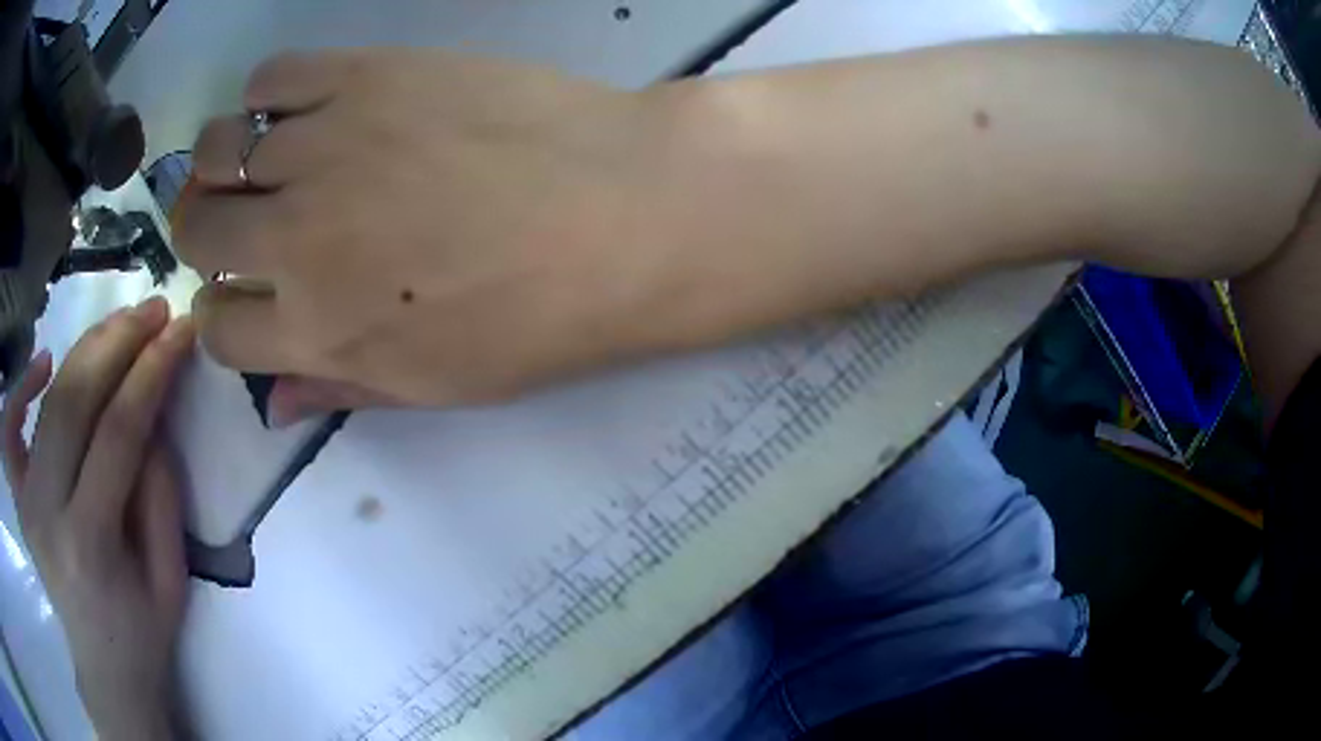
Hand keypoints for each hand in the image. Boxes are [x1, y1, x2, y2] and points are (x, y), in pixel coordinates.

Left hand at [2, 298, 194, 740]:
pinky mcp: (18, 499)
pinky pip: (9, 429)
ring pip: (46, 402)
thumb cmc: (142, 633)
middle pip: (74, 402)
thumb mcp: (170, 577)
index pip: (118, 432)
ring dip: (82, 349)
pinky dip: (20, 387)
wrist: (104, 669)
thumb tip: (151, 411)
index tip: (181, 330)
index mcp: (90, 544)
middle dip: (117, 342)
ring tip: (117, 323)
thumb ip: (159, 492)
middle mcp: (46, 513)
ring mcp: (25, 502)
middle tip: (152, 309)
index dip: (152, 371)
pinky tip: (42, 364)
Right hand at [179, 49, 690, 421]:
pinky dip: (269, 93)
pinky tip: (302, 106)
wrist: (625, 209)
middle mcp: (295, 239)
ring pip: (217, 150)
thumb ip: (343, 388)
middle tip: (233, 220)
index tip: (240, 296)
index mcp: (315, 331)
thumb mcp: (440, 384)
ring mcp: (324, 147)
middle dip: (201, 234)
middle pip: (196, 233)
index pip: (217, 331)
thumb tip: (277, 406)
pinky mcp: (365, 75)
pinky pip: (273, 77)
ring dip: (223, 160)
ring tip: (261, 159)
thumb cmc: (544, 313)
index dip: (222, 316)